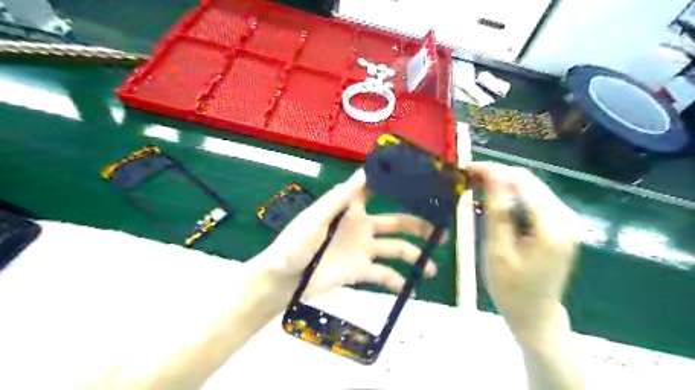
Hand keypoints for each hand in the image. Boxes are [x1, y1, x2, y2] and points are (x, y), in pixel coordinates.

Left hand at [257, 170, 435, 296]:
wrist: (285, 278)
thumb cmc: (296, 242)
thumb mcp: (317, 217)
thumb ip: (340, 197)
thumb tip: (364, 171)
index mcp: (351, 209)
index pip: (376, 191)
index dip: (395, 185)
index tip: (420, 183)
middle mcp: (362, 226)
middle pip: (397, 222)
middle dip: (418, 225)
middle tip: (441, 231)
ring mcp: (363, 250)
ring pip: (396, 249)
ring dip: (415, 256)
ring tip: (431, 267)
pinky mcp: (360, 271)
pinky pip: (384, 274)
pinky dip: (397, 281)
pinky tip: (410, 289)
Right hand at [469, 161, 579, 343]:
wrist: (535, 314)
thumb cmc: (511, 288)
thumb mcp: (498, 250)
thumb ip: (498, 211)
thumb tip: (494, 176)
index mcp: (553, 226)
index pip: (521, 181)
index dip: (493, 170)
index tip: (466, 168)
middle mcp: (565, 217)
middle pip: (528, 181)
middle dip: (496, 174)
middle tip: (467, 176)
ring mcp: (564, 220)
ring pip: (529, 187)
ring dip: (502, 184)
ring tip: (475, 185)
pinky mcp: (558, 224)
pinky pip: (532, 199)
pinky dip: (510, 195)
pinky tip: (493, 199)